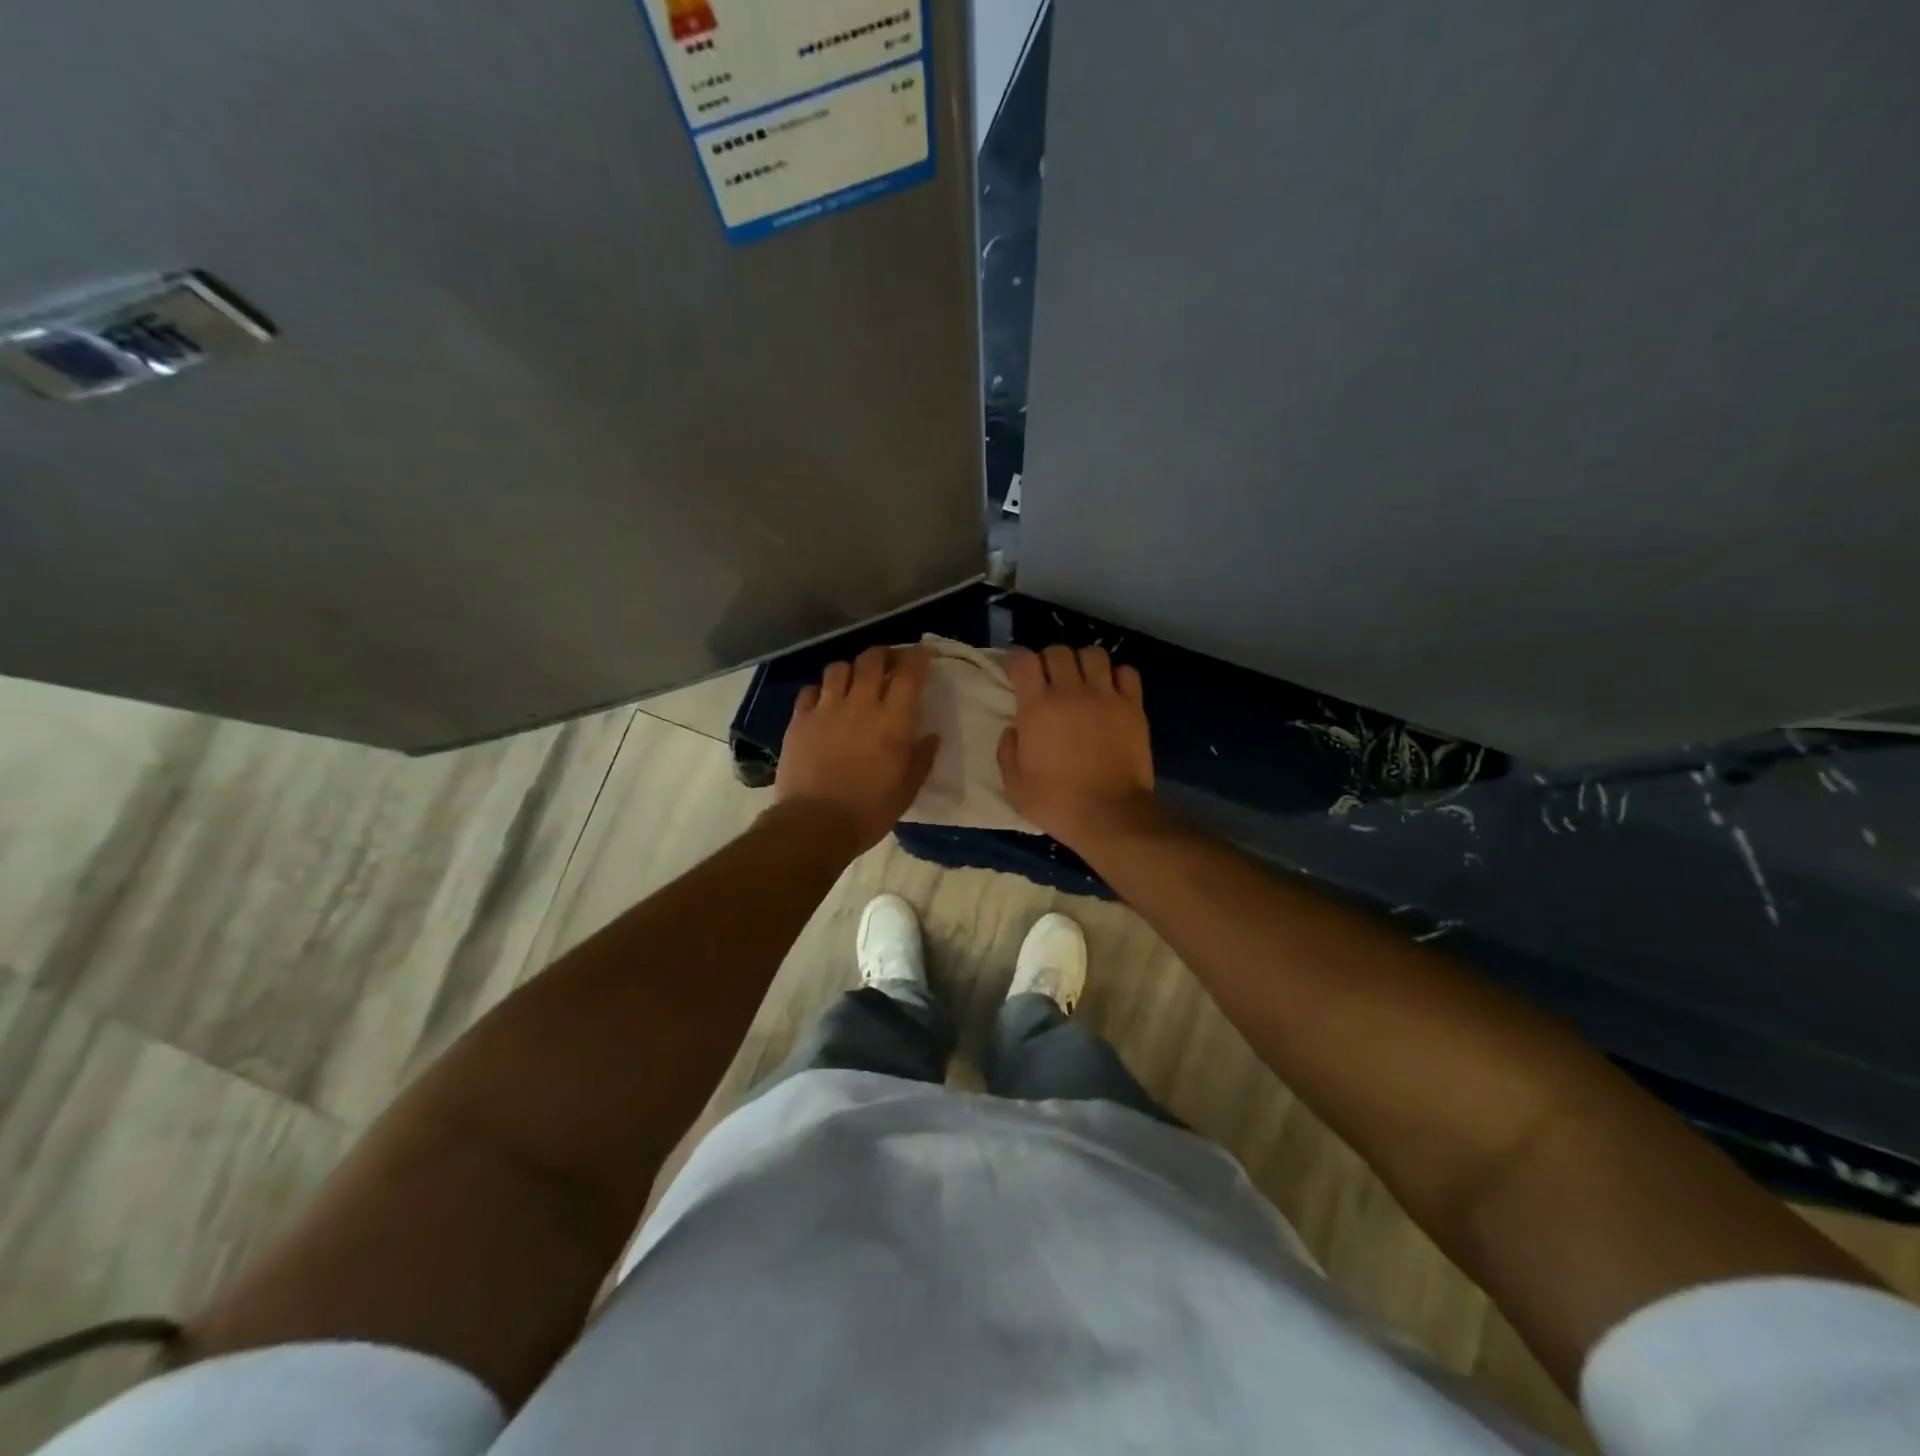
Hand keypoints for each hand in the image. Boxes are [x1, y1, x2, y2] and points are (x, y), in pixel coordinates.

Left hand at [775, 645, 939, 854]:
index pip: (908, 674)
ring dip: (850, 669)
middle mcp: (859, 705)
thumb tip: (931, 736)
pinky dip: (820, 690)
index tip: (923, 653)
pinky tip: (824, 702)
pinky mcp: (799, 720)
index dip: (917, 657)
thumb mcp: (907, 790)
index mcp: (892, 721)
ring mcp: (825, 709)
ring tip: (853, 680)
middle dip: (883, 655)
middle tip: (888, 663)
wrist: (815, 824)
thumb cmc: (869, 811)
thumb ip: (921, 758)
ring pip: (838, 668)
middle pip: (871, 659)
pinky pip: (810, 690)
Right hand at [998, 645, 1155, 848]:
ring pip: (1094, 654)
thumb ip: (1007, 751)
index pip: (1024, 660)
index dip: (1017, 662)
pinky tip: (1110, 691)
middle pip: (1058, 651)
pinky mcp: (1133, 707)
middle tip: (1048, 680)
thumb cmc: (1056, 803)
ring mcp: (1106, 696)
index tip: (1017, 674)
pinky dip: (1116, 675)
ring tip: (1081, 681)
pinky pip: (1127, 672)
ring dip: (1083, 663)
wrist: (1110, 814)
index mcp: (1038, 707)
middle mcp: (1071, 692)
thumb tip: (1013, 730)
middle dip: (1048, 660)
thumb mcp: (1015, 785)